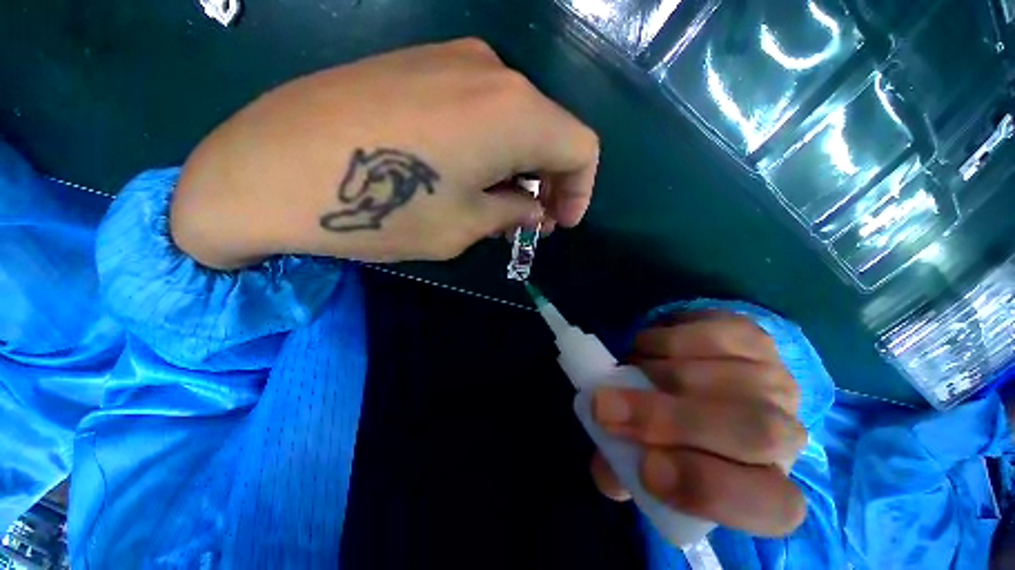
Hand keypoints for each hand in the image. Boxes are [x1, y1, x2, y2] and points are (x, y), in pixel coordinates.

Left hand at [171, 38, 598, 268]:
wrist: (270, 168)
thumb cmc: (384, 210)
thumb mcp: (462, 226)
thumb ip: (510, 212)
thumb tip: (534, 208)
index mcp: (514, 113)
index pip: (581, 148)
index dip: (580, 190)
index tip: (562, 223)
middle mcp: (493, 73)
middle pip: (550, 130)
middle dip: (550, 180)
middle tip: (533, 218)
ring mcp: (452, 59)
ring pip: (516, 118)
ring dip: (520, 164)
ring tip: (500, 202)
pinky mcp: (420, 64)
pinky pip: (481, 107)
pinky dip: (492, 146)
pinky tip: (468, 173)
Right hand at [590, 312, 807, 535]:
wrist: (689, 379)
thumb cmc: (669, 436)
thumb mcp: (643, 462)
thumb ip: (623, 472)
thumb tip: (607, 470)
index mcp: (768, 488)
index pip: (771, 504)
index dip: (708, 488)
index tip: (644, 469)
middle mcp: (787, 435)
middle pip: (751, 430)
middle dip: (667, 418)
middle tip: (604, 407)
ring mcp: (773, 377)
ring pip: (715, 374)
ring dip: (653, 372)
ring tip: (628, 372)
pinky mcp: (751, 334)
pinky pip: (704, 334)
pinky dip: (661, 340)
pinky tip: (646, 350)